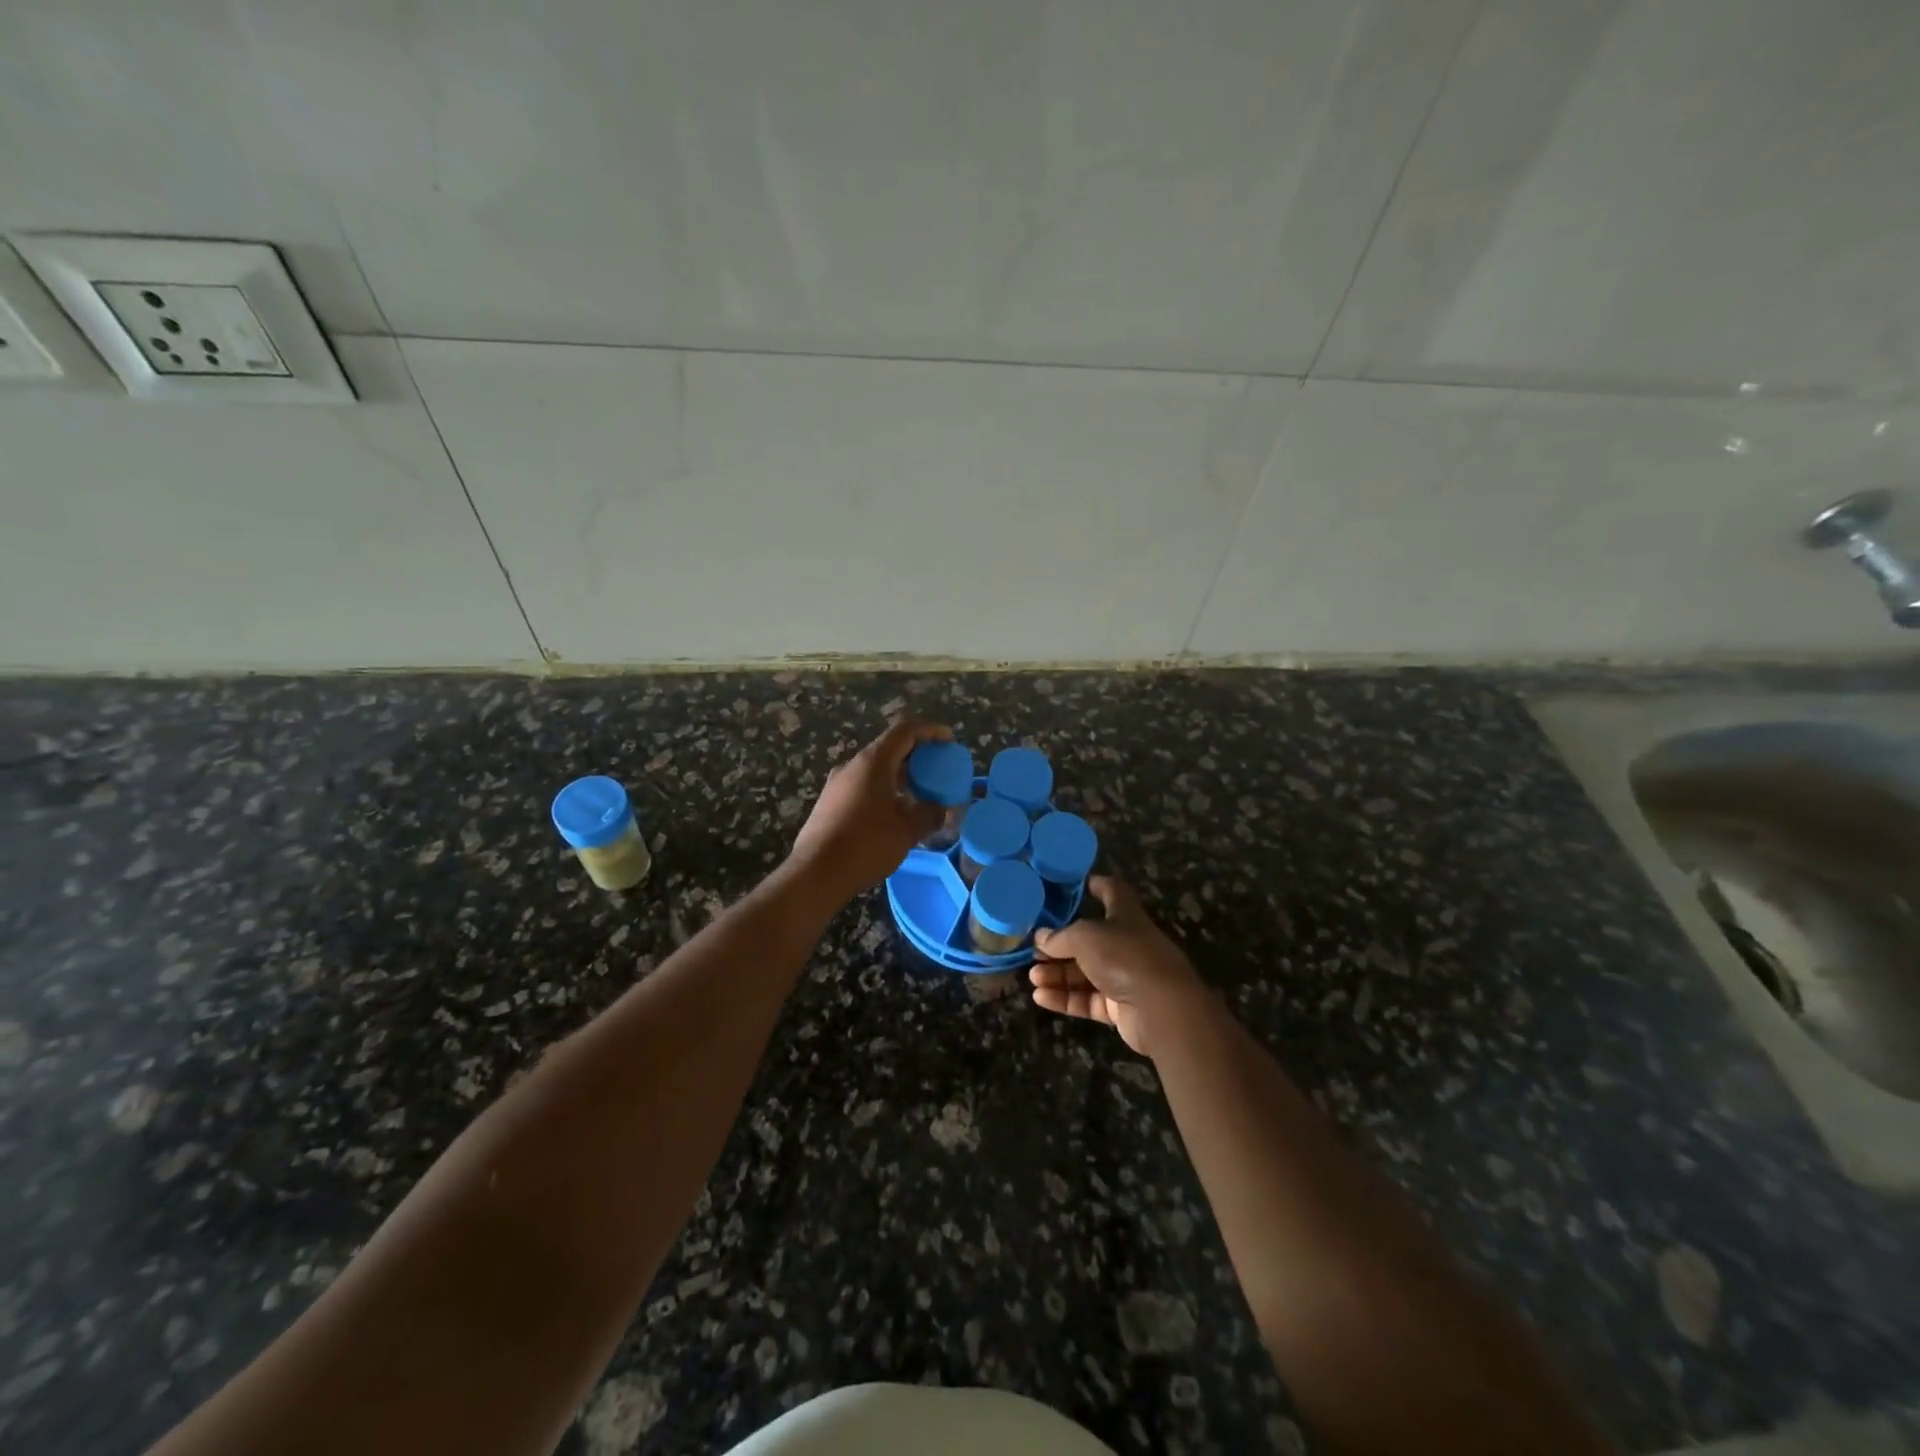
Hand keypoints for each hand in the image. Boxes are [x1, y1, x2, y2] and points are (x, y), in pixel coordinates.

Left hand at [789, 719, 950, 900]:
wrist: (816, 872)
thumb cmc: (867, 844)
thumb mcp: (908, 829)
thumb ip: (931, 813)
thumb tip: (941, 808)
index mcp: (873, 761)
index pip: (905, 730)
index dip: (930, 730)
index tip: (949, 739)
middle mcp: (852, 765)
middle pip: (889, 748)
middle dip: (916, 755)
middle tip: (938, 769)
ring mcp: (837, 784)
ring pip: (875, 769)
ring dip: (899, 775)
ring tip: (920, 792)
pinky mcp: (829, 803)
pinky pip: (862, 786)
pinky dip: (883, 789)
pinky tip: (894, 812)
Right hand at [1029, 877, 1206, 1056]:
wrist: (1162, 1009)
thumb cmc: (1125, 957)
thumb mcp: (1085, 937)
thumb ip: (1060, 937)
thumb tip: (1040, 938)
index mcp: (1126, 916)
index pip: (1112, 892)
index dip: (1095, 886)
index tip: (1073, 887)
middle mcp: (1127, 944)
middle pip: (1090, 940)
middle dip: (1061, 945)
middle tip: (1034, 951)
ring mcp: (1125, 977)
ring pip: (1086, 973)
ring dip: (1058, 974)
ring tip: (1032, 977)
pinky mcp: (1120, 1008)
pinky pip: (1088, 1000)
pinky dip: (1065, 998)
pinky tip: (1040, 998)